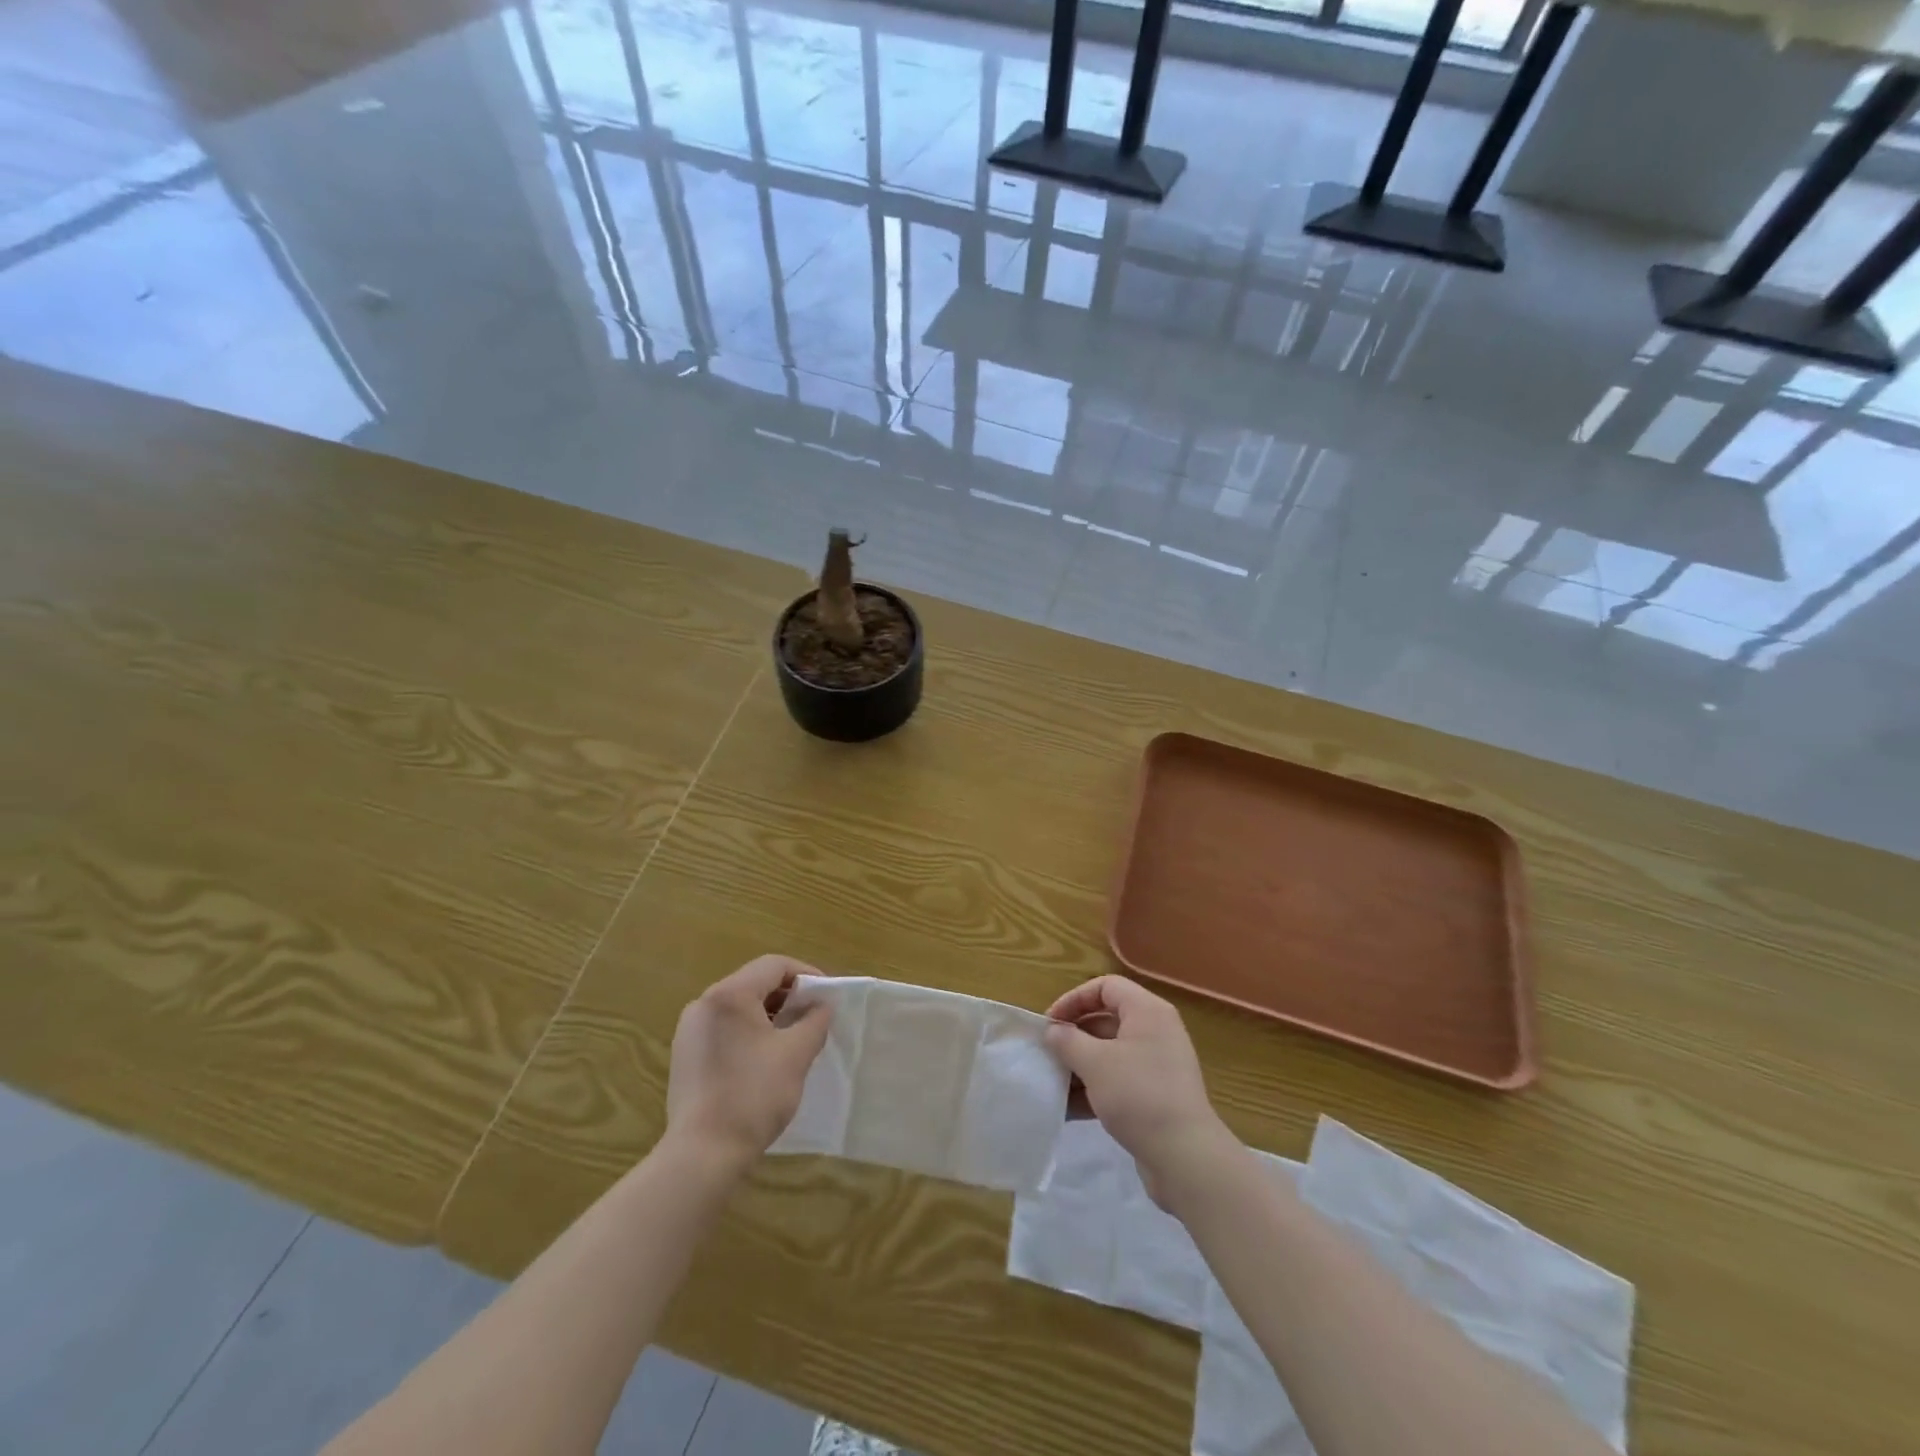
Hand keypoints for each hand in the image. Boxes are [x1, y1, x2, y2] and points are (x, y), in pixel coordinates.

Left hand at [666, 956, 832, 1167]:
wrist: (702, 1155)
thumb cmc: (753, 1096)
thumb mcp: (796, 1054)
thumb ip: (814, 1021)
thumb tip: (821, 1006)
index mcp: (729, 995)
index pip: (774, 965)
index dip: (806, 975)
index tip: (827, 998)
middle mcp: (704, 1004)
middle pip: (755, 983)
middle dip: (788, 996)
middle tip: (814, 1018)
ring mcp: (690, 1031)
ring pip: (739, 1007)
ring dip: (770, 1015)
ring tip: (794, 1039)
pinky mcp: (685, 1056)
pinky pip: (725, 1029)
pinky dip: (749, 1033)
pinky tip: (765, 1059)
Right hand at [1043, 976, 1233, 1207]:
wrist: (1185, 1156)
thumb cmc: (1138, 1094)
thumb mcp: (1095, 1063)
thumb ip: (1068, 1041)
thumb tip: (1053, 1031)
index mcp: (1147, 1011)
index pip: (1105, 987)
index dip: (1074, 999)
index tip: (1050, 1023)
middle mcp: (1155, 1031)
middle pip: (1106, 1020)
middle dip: (1074, 1037)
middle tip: (1048, 1053)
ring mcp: (1157, 1065)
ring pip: (1110, 1054)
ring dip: (1080, 1065)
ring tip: (1053, 1083)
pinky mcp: (1155, 1095)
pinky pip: (1119, 1080)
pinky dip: (1095, 1089)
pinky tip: (1069, 1109)